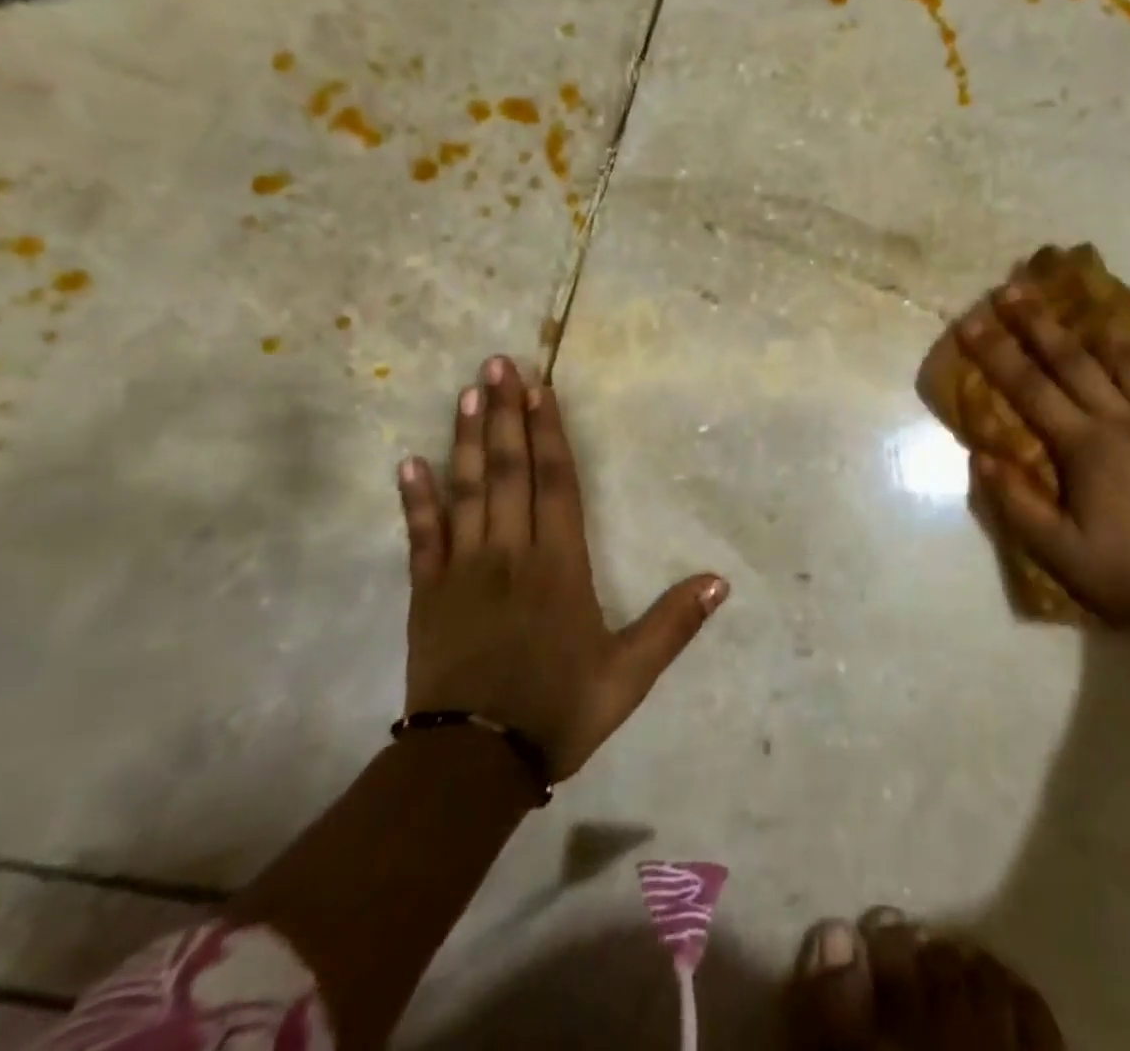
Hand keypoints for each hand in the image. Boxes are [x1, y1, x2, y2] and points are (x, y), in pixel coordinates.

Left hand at [396, 357, 728, 780]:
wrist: (473, 766)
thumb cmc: (557, 711)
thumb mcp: (629, 674)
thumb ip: (674, 624)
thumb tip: (722, 580)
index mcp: (558, 565)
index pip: (555, 482)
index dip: (548, 431)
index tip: (540, 387)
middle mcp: (510, 553)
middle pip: (508, 470)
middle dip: (506, 414)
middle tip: (498, 363)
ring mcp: (463, 570)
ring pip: (466, 491)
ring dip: (467, 439)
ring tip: (468, 393)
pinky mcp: (426, 594)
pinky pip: (420, 537)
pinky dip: (414, 499)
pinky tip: (407, 462)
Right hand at [957, 289, 1129, 627]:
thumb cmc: (1129, 575)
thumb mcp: (1058, 553)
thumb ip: (1017, 504)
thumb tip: (981, 456)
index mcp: (1085, 447)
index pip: (1030, 390)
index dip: (996, 354)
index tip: (971, 322)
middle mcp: (1124, 422)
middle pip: (1075, 362)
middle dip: (1039, 324)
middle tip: (1013, 289)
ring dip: (1103, 331)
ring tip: (1085, 302)